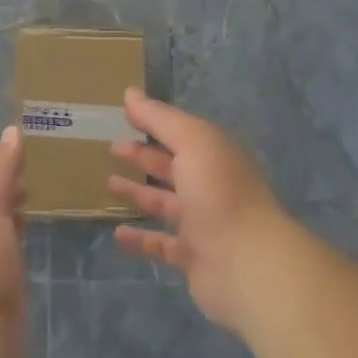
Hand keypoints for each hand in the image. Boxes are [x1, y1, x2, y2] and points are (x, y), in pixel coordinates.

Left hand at [0, 126, 29, 357]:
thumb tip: (12, 132)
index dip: (4, 160)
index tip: (32, 142)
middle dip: (12, 183)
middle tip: (47, 164)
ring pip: (4, 227)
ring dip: (19, 209)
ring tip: (49, 192)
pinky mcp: (7, 291)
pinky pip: (16, 253)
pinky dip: (26, 237)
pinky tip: (41, 235)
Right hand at [111, 89, 288, 330]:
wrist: (248, 264)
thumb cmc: (219, 193)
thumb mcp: (191, 142)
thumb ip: (159, 118)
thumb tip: (130, 93)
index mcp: (213, 155)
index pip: (180, 133)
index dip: (153, 123)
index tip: (124, 117)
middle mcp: (209, 186)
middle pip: (171, 166)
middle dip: (144, 156)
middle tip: (112, 148)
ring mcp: (202, 223)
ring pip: (164, 204)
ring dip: (138, 193)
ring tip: (109, 184)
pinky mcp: (193, 257)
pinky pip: (161, 245)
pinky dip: (140, 239)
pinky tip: (117, 234)